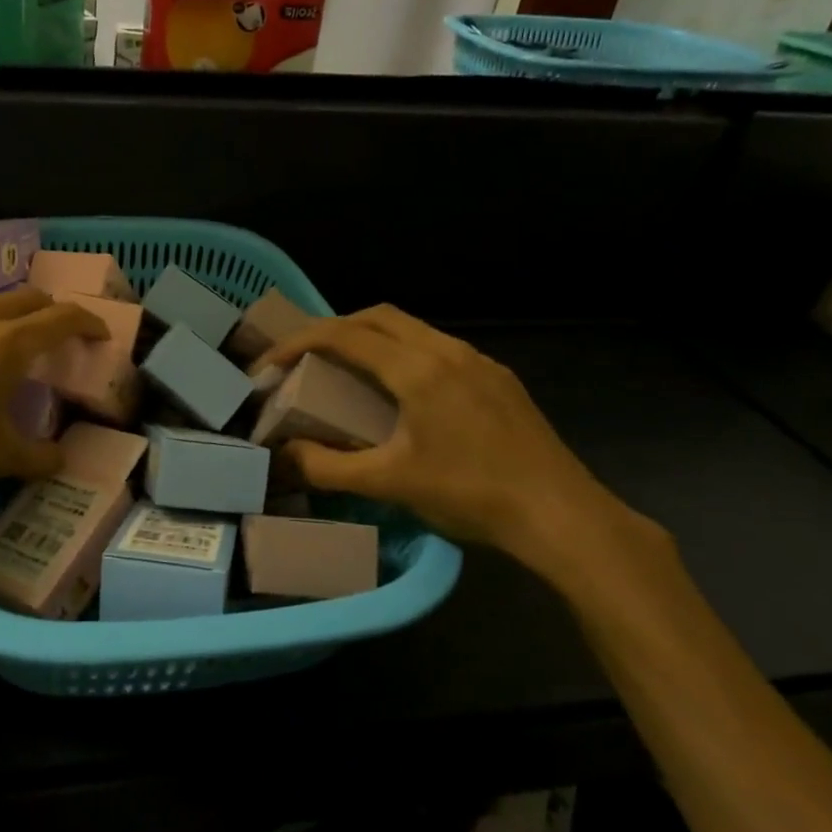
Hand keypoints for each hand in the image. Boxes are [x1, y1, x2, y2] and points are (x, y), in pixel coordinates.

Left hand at [0, 290, 106, 570]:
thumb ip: (40, 455)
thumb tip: (60, 459)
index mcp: (7, 344)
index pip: (62, 318)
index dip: (89, 322)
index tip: (100, 334)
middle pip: (26, 298)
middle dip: (49, 313)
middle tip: (56, 338)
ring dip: (5, 316)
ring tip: (5, 345)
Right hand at [258, 306, 665, 593]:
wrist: (561, 515)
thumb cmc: (471, 494)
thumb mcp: (389, 484)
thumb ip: (327, 467)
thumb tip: (281, 455)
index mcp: (417, 369)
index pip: (344, 335)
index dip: (299, 341)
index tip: (270, 362)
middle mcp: (447, 350)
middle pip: (379, 316)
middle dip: (335, 328)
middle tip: (306, 358)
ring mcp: (479, 361)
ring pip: (412, 329)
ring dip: (372, 338)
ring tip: (348, 372)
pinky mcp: (498, 379)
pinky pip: (438, 348)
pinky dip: (404, 354)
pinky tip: (403, 393)